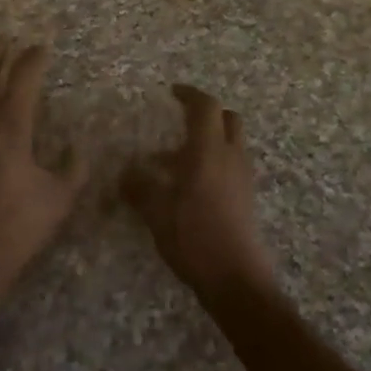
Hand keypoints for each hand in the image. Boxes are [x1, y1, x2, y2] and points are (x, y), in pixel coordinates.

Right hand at [123, 84, 276, 300]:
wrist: (236, 279)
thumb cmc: (194, 236)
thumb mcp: (157, 212)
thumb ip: (139, 187)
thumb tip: (124, 172)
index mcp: (209, 149)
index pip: (205, 106)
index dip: (190, 94)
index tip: (173, 92)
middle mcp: (230, 155)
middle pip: (226, 118)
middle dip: (205, 113)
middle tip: (180, 120)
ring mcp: (242, 176)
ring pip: (230, 142)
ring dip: (208, 140)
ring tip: (174, 161)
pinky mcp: (246, 197)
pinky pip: (231, 164)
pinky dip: (214, 161)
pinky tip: (190, 186)